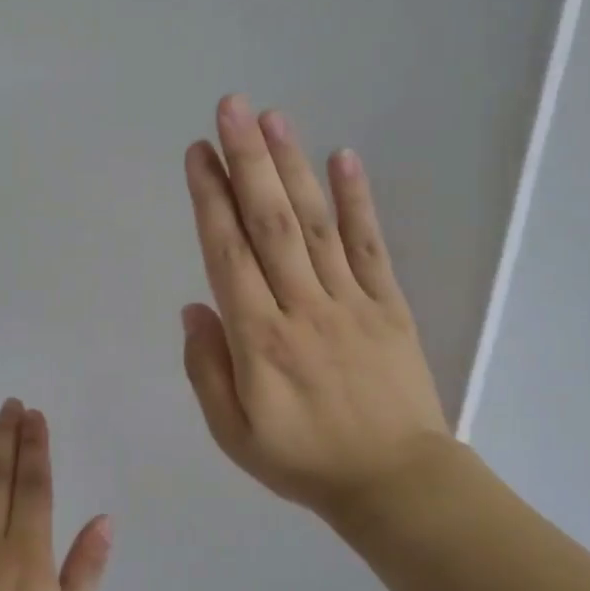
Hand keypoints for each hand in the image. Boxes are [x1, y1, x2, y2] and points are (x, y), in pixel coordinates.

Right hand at [181, 95, 454, 529]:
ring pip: (316, 224)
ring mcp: (350, 302)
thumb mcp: (233, 434)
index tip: (197, 154)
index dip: (211, 199)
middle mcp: (302, 308)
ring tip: (275, 118)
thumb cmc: (303, 461)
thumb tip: (196, 307)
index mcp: (259, 340)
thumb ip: (207, 370)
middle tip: (233, 108)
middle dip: (248, 161)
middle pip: (270, 223)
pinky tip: (344, 159)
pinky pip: (371, 246)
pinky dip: (357, 201)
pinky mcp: (389, 306)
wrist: (393, 483)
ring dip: (294, 167)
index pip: (228, 254)